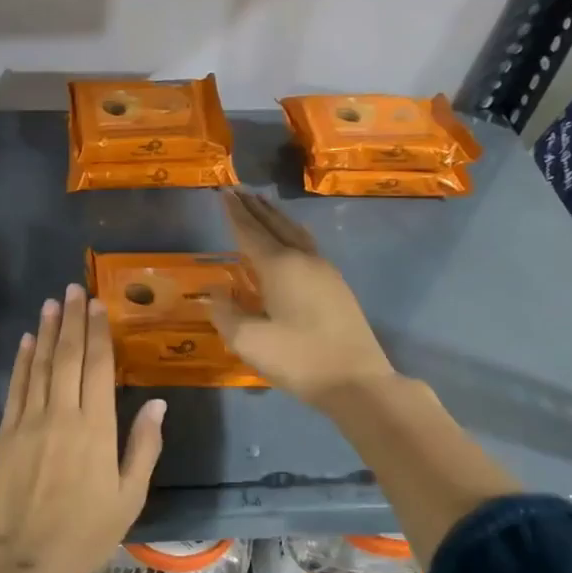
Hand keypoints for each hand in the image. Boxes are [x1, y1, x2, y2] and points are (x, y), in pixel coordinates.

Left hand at [0, 283, 166, 572]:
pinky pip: (17, 387)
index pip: (98, 366)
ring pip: (40, 365)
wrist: (26, 558)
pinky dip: (23, 361)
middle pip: (67, 356)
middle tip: (74, 289)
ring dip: (47, 331)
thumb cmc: (87, 531)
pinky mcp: (6, 433)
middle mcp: (61, 414)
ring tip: (52, 302)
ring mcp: (29, 421)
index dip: (98, 332)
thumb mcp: (130, 496)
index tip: (98, 305)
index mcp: (96, 428)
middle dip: (72, 319)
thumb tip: (157, 402)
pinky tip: (28, 341)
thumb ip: (144, 446)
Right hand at [208, 189, 396, 406]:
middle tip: (238, 190)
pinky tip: (289, 239)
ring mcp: (325, 271)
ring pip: (295, 232)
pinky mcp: (336, 286)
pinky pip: (307, 245)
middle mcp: (304, 259)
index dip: (234, 213)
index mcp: (280, 266)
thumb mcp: (249, 341)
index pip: (250, 232)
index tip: (223, 192)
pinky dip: (290, 232)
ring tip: (261, 205)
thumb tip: (213, 292)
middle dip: (254, 207)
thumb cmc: (299, 359)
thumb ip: (225, 313)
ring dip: (275, 217)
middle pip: (275, 225)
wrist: (358, 381)